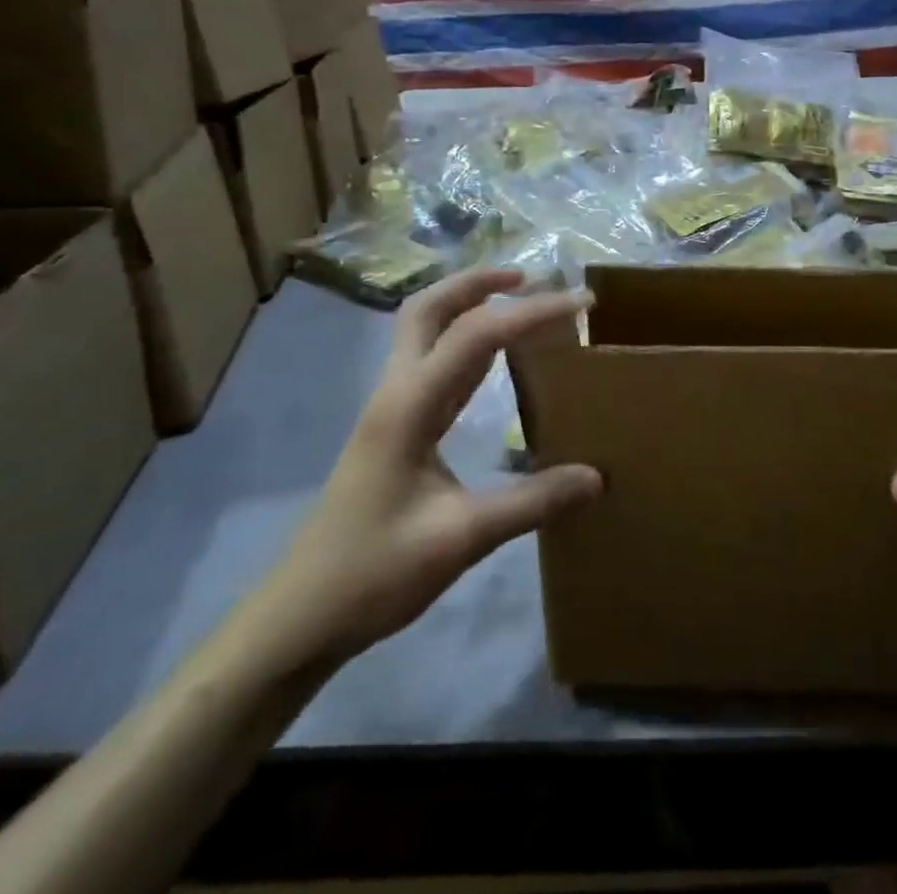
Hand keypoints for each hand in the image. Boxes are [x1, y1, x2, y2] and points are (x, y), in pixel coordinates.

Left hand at [247, 268, 601, 669]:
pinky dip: (467, 343)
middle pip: (429, 308)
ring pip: (426, 331)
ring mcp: (392, 408)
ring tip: (520, 303)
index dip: (532, 312)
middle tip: (531, 278)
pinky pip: (433, 364)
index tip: (582, 306)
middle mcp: (397, 392)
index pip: (477, 334)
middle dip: (478, 282)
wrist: (300, 617)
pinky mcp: (395, 427)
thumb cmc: (373, 574)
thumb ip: (531, 503)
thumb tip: (596, 477)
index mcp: (409, 406)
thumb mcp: (461, 540)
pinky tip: (495, 360)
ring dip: (469, 306)